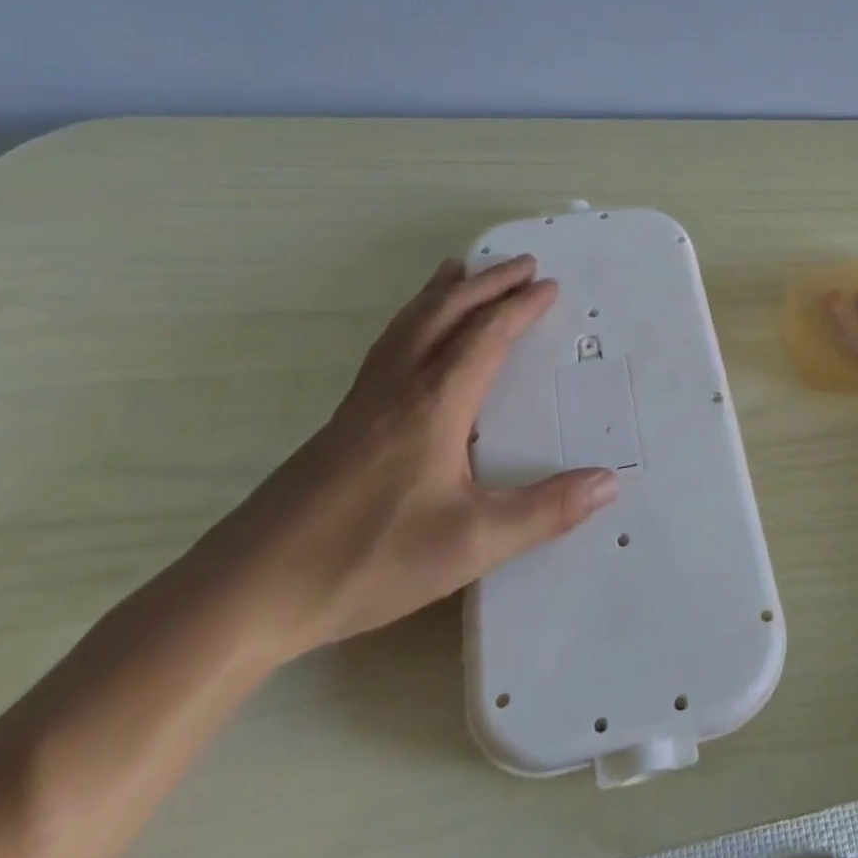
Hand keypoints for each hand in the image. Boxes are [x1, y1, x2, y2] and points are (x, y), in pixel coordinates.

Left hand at [180, 255, 617, 661]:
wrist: (245, 595)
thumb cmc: (366, 560)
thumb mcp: (472, 542)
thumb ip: (546, 511)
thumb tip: (612, 481)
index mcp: (433, 405)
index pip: (484, 337)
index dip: (519, 307)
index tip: (549, 285)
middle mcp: (396, 390)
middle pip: (443, 316)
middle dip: (485, 284)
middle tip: (519, 262)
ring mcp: (361, 405)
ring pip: (406, 327)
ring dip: (441, 293)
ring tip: (460, 269)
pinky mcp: (339, 427)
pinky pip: (387, 349)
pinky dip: (411, 322)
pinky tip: (412, 341)